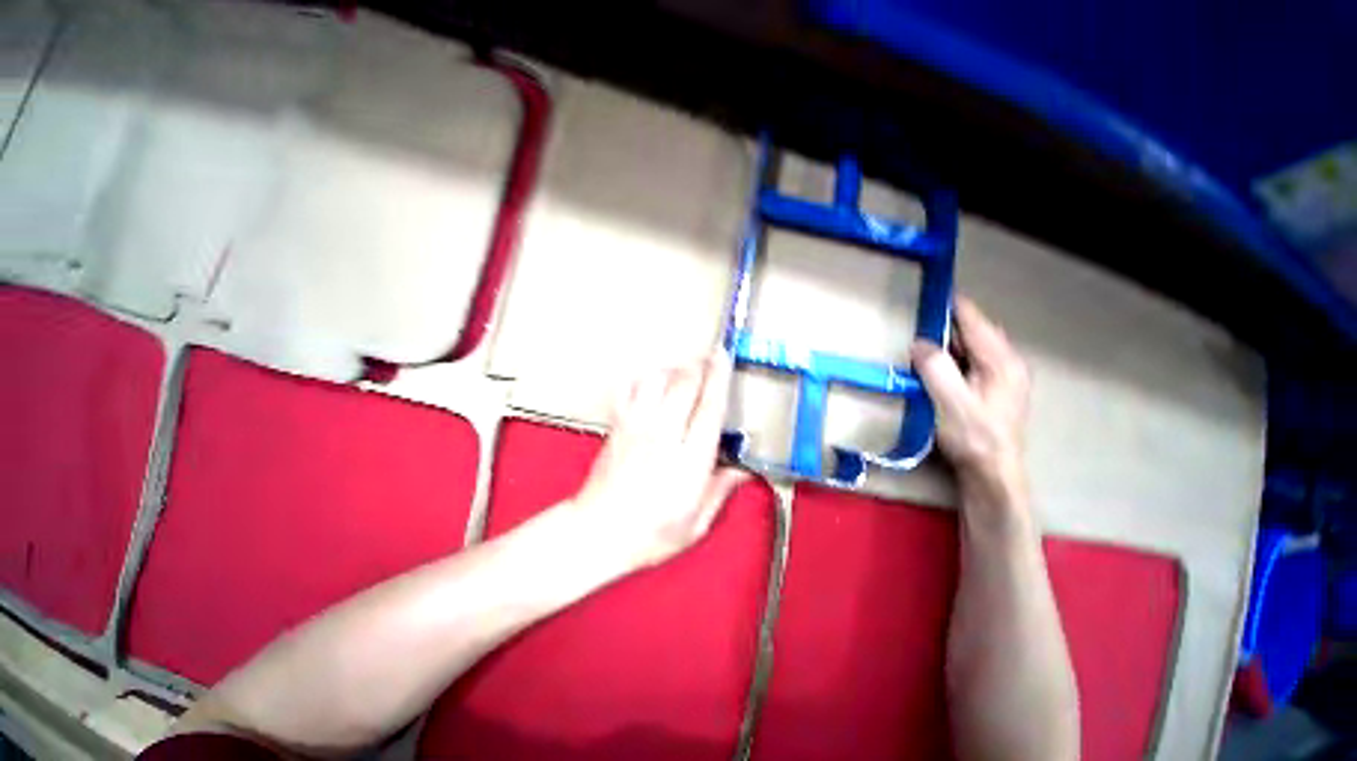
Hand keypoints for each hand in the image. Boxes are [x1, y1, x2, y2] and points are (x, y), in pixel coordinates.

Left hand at [570, 351, 750, 570]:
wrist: (597, 532)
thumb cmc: (647, 533)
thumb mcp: (695, 523)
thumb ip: (720, 491)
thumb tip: (742, 470)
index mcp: (688, 462)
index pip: (709, 408)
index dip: (720, 379)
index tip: (725, 358)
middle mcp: (663, 436)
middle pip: (684, 384)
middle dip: (699, 365)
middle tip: (710, 359)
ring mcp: (636, 427)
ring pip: (656, 379)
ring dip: (674, 369)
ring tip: (685, 371)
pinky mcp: (619, 425)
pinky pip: (629, 389)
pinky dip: (642, 378)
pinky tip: (651, 382)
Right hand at [912, 297, 1029, 498]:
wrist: (993, 474)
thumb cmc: (974, 437)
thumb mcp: (951, 402)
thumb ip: (936, 368)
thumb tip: (920, 342)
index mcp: (1002, 362)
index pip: (975, 323)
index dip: (954, 305)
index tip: (933, 289)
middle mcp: (1007, 365)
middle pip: (976, 332)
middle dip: (950, 320)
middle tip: (920, 312)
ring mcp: (1002, 379)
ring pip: (973, 348)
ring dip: (949, 339)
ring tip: (922, 333)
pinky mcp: (992, 391)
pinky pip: (970, 362)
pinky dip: (952, 356)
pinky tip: (934, 362)